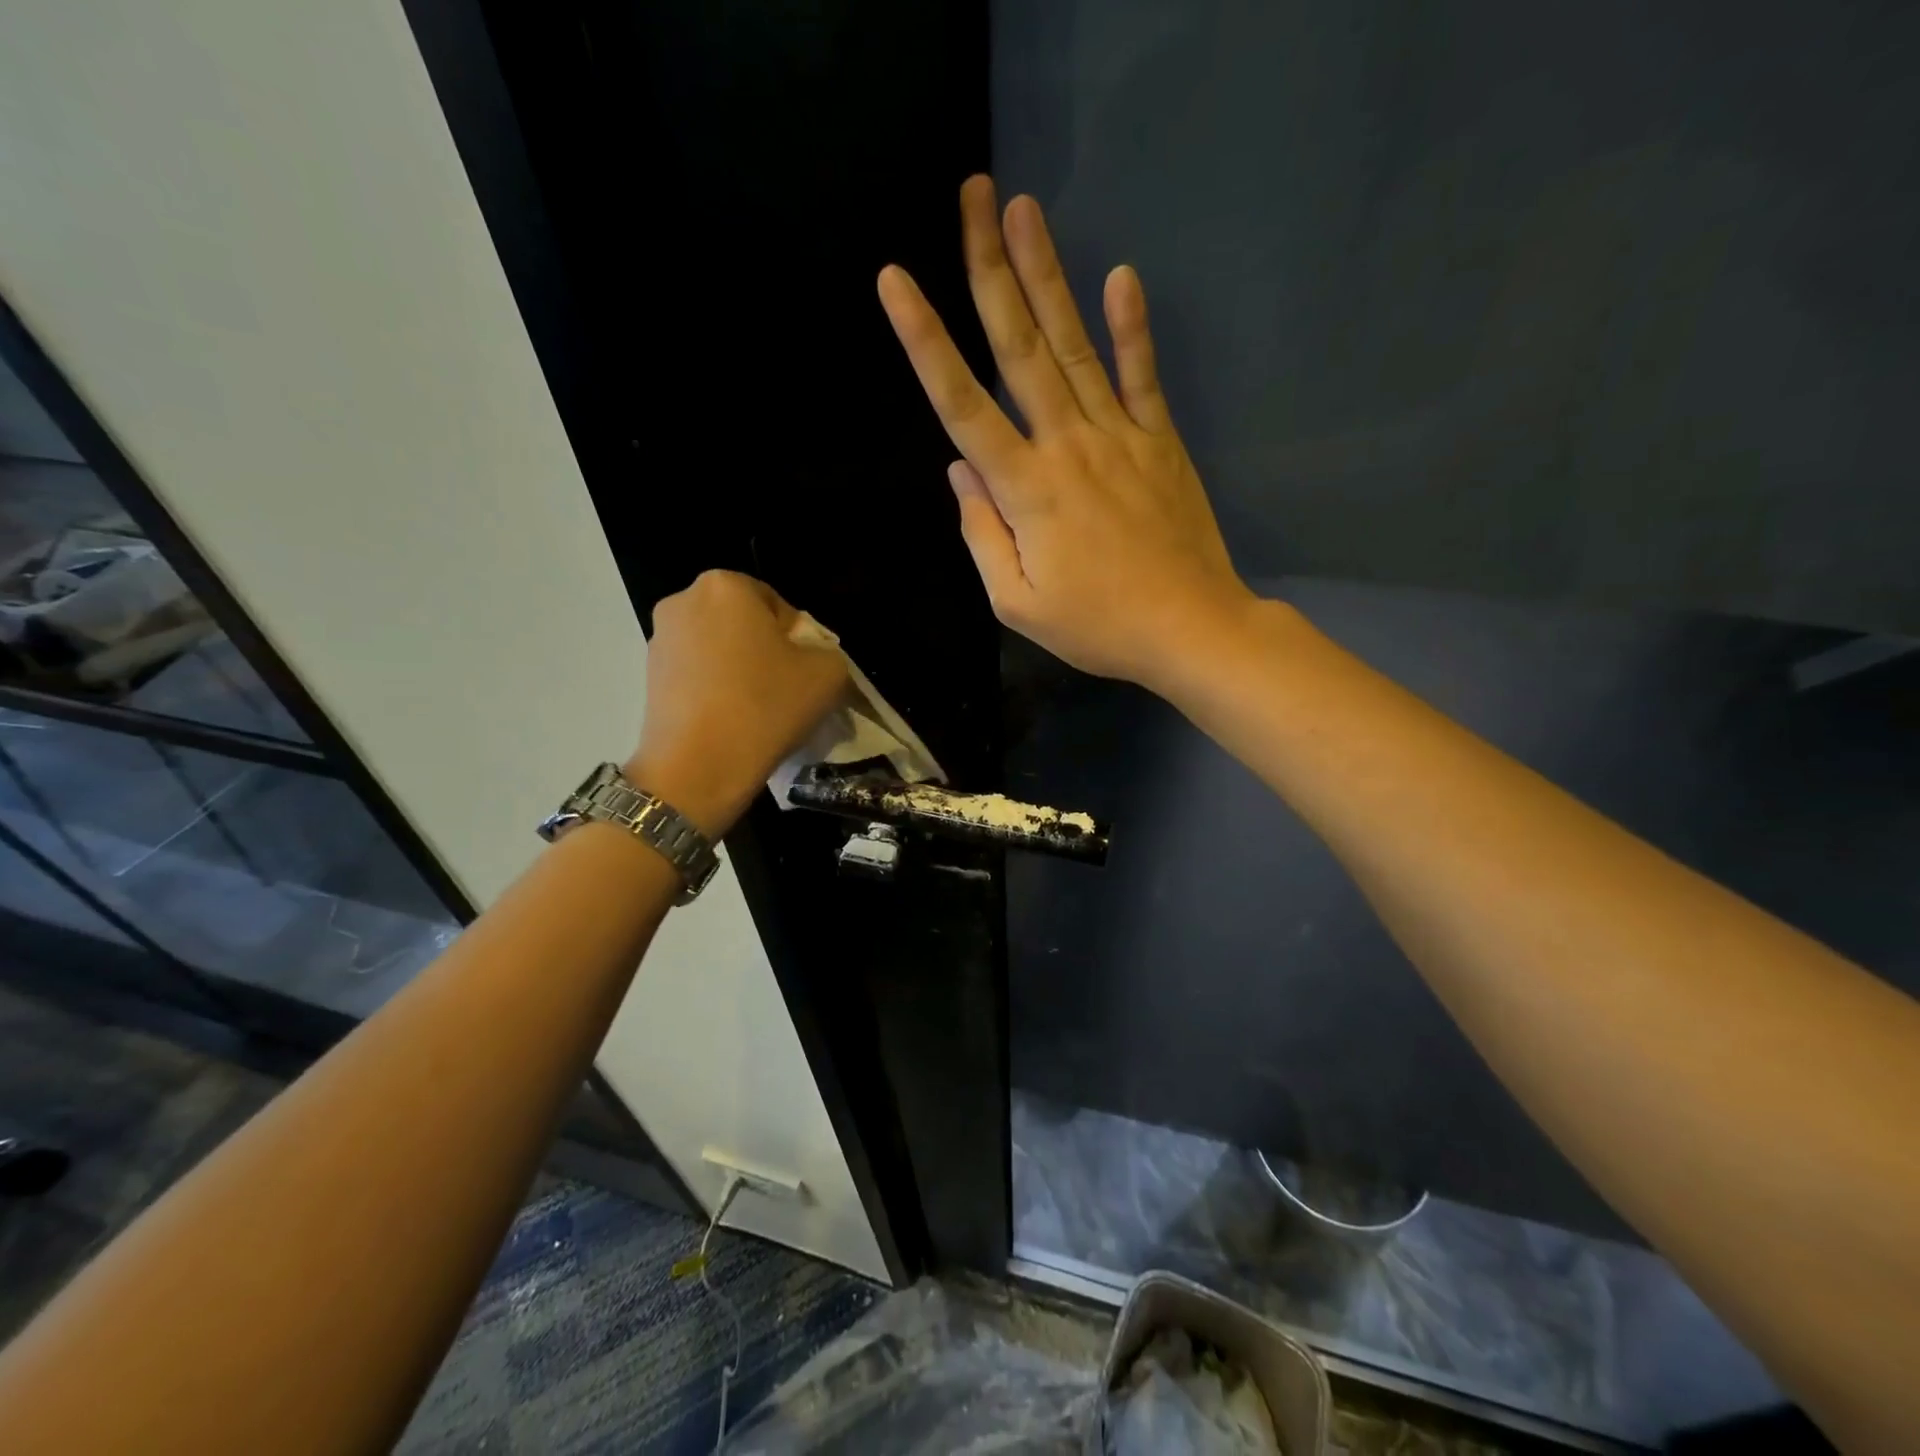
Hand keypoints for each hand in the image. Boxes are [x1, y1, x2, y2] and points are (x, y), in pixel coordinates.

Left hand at [627, 571, 847, 837]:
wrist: (699, 767)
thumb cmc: (767, 706)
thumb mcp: (828, 673)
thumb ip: (827, 651)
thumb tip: (807, 657)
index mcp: (726, 586)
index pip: (778, 605)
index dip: (798, 640)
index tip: (803, 673)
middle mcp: (684, 601)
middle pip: (743, 623)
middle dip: (764, 649)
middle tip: (784, 689)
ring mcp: (660, 638)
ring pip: (718, 647)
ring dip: (738, 669)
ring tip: (755, 709)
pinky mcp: (648, 675)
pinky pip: (696, 672)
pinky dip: (715, 688)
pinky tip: (729, 720)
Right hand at [877, 175, 1256, 689]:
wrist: (1189, 628)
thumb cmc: (1096, 626)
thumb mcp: (1017, 602)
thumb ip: (981, 535)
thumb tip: (960, 471)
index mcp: (1025, 489)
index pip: (963, 404)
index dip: (925, 341)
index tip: (896, 281)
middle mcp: (1067, 444)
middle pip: (1020, 348)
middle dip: (989, 270)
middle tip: (972, 196)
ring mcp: (1119, 436)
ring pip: (1074, 346)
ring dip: (1047, 276)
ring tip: (1023, 209)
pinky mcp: (1160, 441)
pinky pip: (1142, 376)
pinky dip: (1131, 328)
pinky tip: (1121, 276)